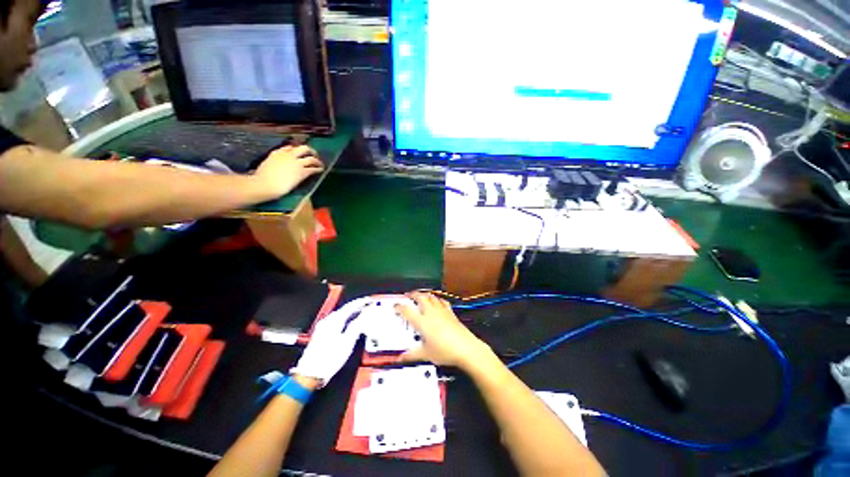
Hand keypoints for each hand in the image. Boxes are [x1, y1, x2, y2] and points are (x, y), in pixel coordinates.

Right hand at [253, 145, 323, 196]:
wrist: (266, 184)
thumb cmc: (262, 178)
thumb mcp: (266, 165)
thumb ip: (273, 163)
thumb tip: (276, 166)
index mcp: (277, 153)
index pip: (290, 147)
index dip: (297, 150)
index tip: (300, 153)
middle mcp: (288, 155)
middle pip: (303, 148)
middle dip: (310, 151)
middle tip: (314, 155)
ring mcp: (296, 163)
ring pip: (311, 158)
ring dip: (317, 161)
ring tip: (320, 164)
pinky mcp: (302, 171)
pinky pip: (313, 169)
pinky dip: (319, 169)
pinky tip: (321, 170)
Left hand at [289, 297, 371, 386]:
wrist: (311, 374)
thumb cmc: (328, 359)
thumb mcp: (348, 342)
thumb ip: (357, 326)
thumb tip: (364, 316)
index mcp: (334, 321)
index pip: (350, 306)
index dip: (361, 302)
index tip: (368, 300)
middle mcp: (327, 321)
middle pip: (344, 309)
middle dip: (356, 307)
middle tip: (366, 306)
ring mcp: (323, 328)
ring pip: (340, 315)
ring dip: (351, 313)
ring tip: (360, 314)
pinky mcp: (321, 334)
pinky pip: (336, 321)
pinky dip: (345, 320)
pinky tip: (349, 324)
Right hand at [396, 292, 492, 371]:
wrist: (466, 348)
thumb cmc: (444, 351)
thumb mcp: (426, 354)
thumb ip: (412, 355)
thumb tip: (400, 358)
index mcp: (422, 322)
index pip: (407, 311)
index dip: (400, 307)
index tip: (395, 306)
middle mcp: (431, 313)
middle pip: (420, 297)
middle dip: (413, 294)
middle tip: (408, 295)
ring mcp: (442, 311)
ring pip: (431, 297)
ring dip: (424, 294)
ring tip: (420, 295)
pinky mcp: (451, 312)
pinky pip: (442, 301)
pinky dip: (437, 299)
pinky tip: (437, 301)